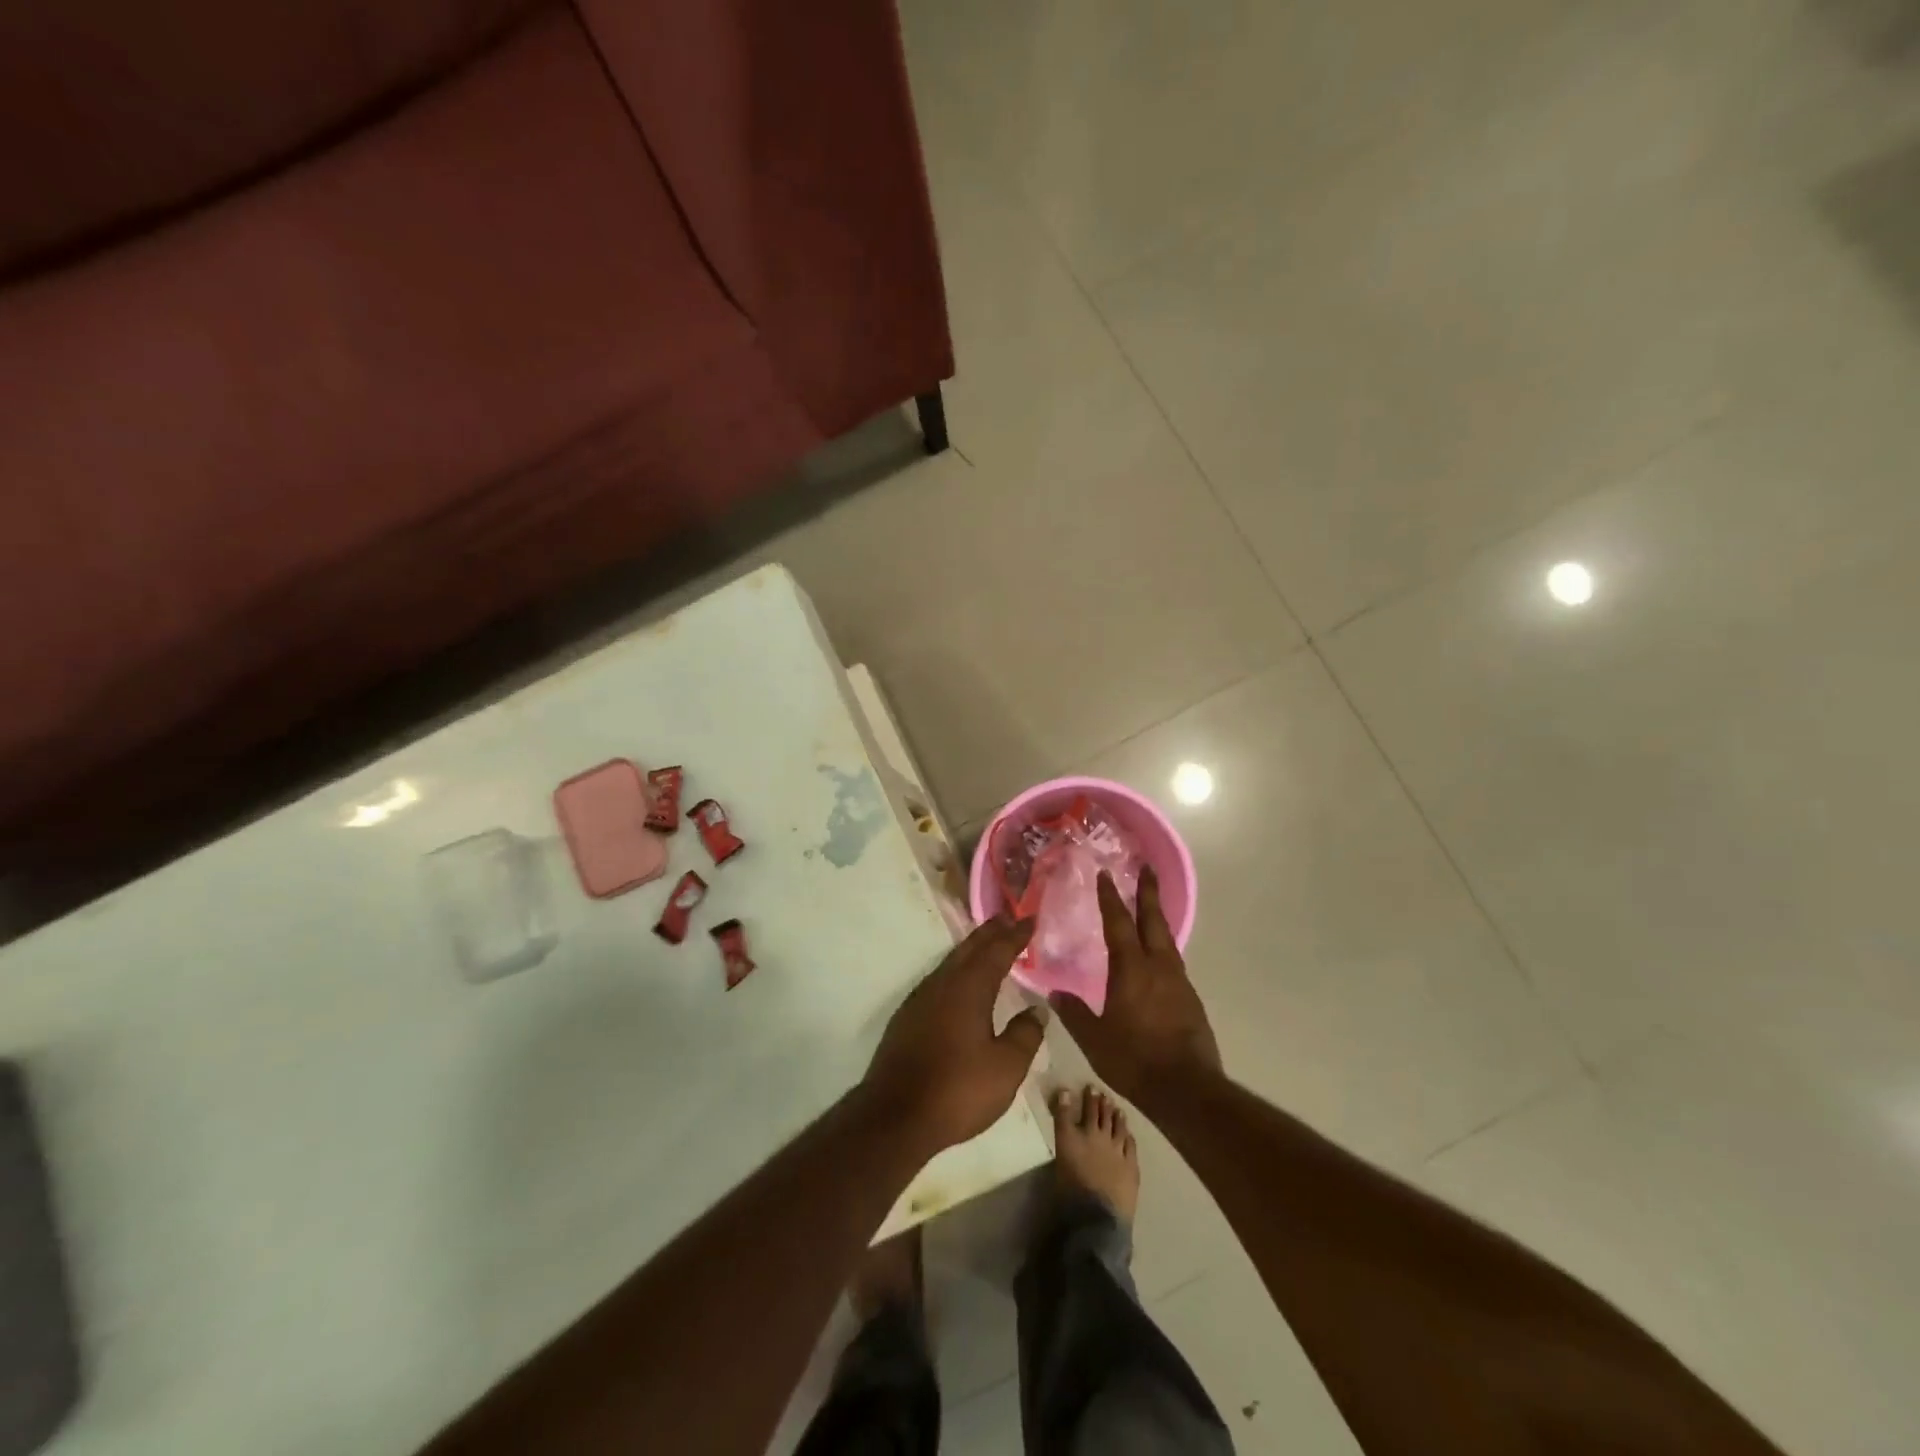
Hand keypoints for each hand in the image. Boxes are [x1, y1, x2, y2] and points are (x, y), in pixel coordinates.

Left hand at [862, 916, 1046, 1153]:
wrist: (895, 1116)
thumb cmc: (958, 1089)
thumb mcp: (1006, 1067)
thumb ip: (1025, 1035)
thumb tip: (1036, 1010)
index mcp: (969, 988)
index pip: (997, 951)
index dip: (1015, 935)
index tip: (1030, 919)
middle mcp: (943, 984)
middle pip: (969, 949)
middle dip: (990, 932)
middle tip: (1008, 917)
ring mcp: (920, 1000)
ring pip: (951, 963)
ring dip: (971, 950)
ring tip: (987, 944)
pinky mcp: (907, 1018)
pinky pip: (939, 980)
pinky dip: (956, 971)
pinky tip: (959, 984)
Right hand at [1049, 865, 1220, 1108]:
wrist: (1187, 1089)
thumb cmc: (1134, 1059)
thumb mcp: (1093, 1039)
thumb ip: (1073, 1013)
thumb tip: (1054, 994)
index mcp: (1131, 969)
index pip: (1118, 923)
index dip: (1110, 897)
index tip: (1106, 875)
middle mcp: (1158, 967)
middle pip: (1153, 920)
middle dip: (1148, 892)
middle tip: (1146, 868)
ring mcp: (1179, 982)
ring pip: (1167, 940)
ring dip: (1157, 919)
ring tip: (1150, 908)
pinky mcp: (1191, 1000)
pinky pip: (1174, 962)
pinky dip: (1164, 948)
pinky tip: (1158, 958)